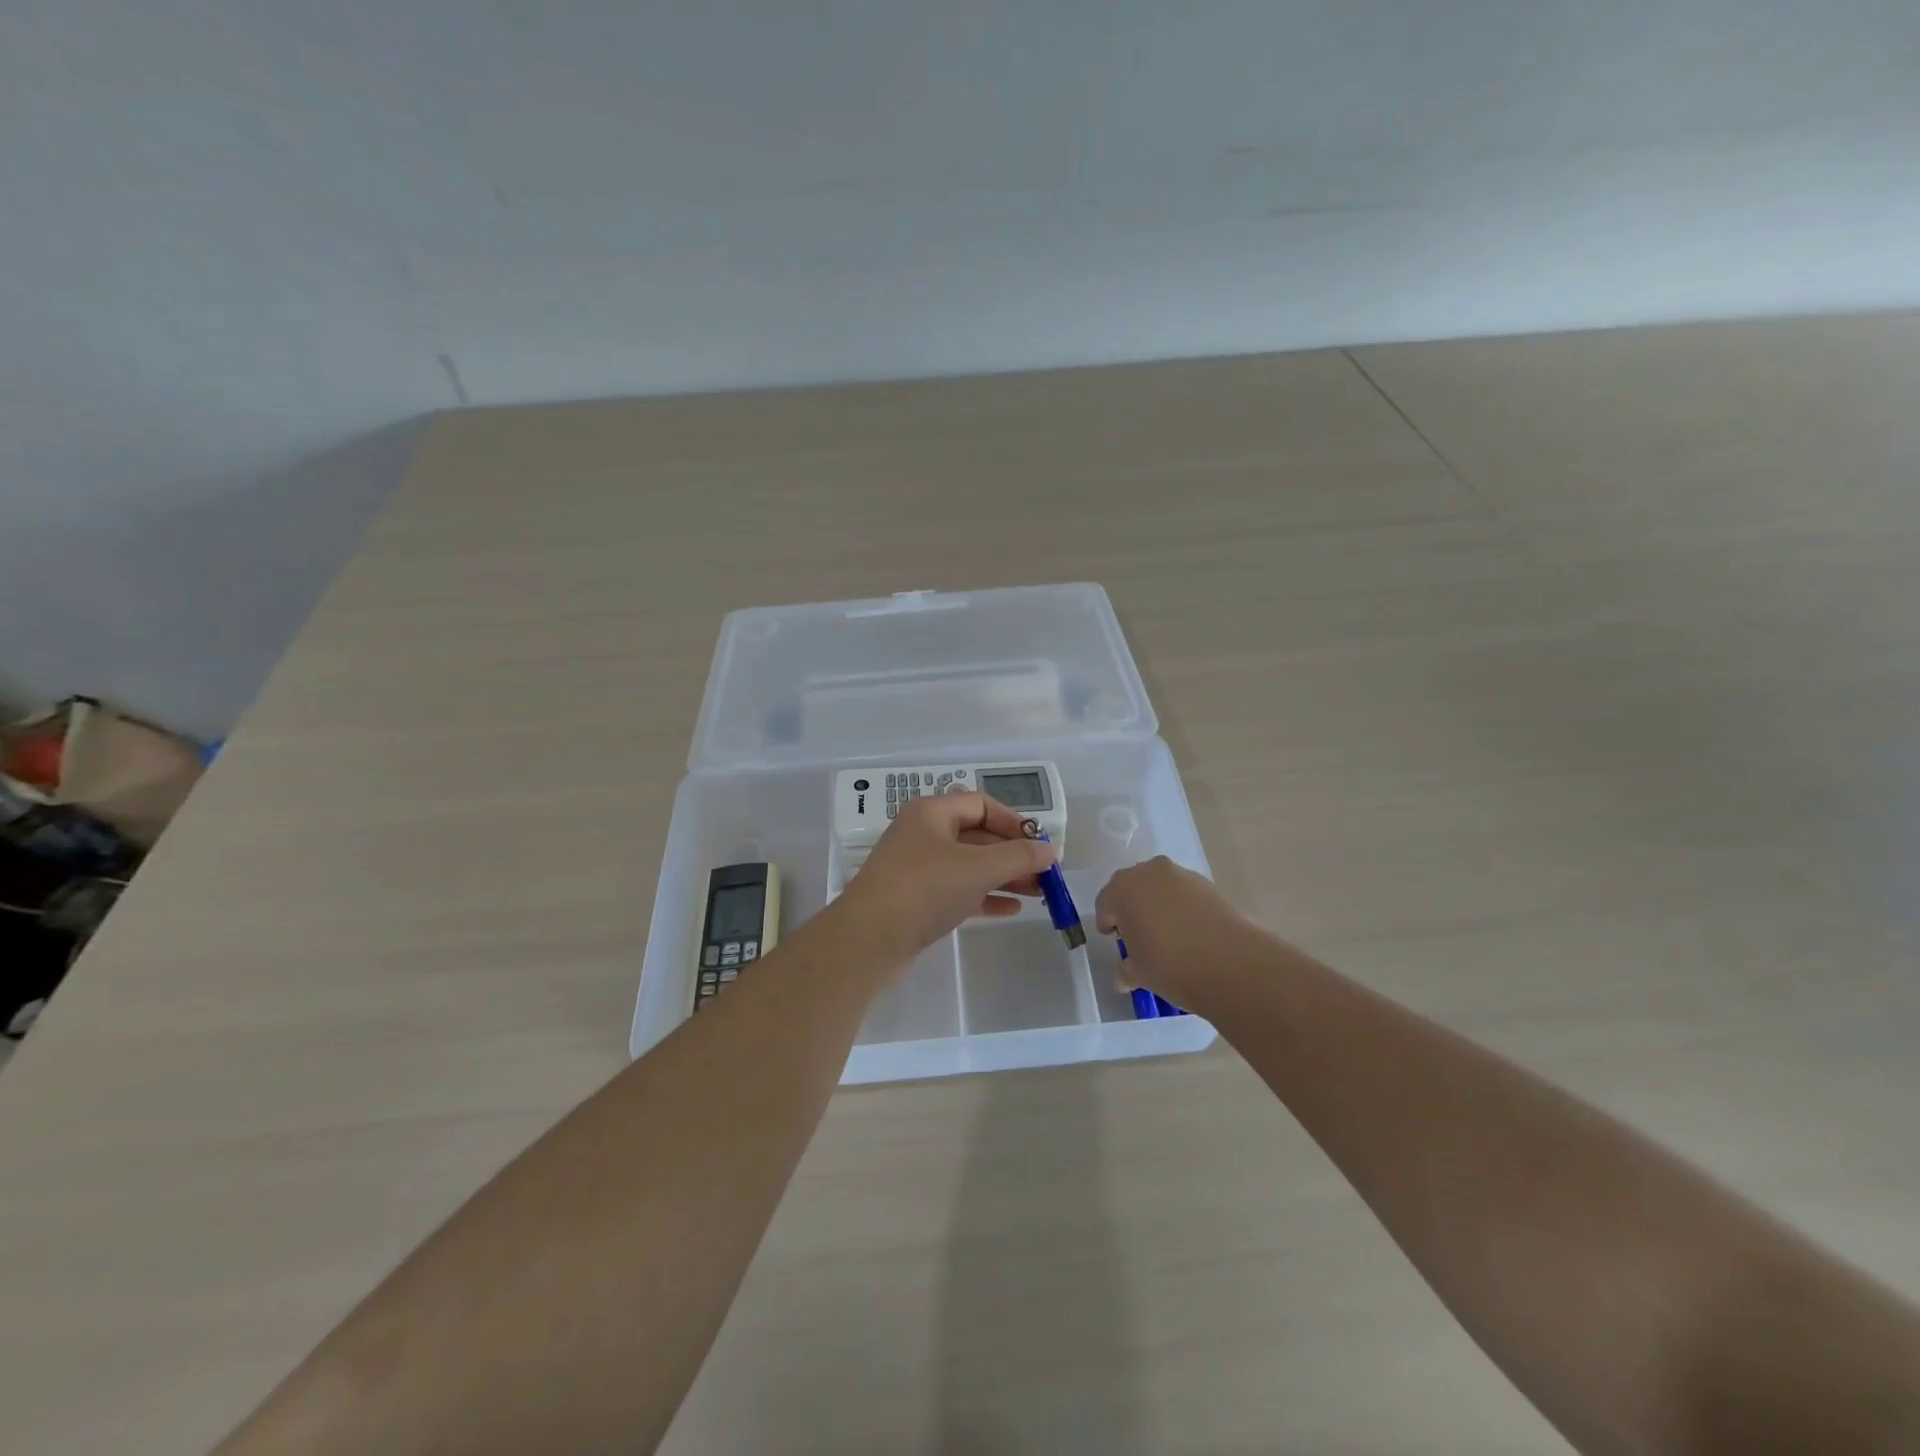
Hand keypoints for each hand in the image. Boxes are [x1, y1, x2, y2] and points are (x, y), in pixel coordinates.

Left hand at [841, 793, 1056, 959]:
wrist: (868, 939)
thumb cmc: (925, 889)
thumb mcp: (978, 868)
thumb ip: (1019, 856)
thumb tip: (1049, 849)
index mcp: (931, 812)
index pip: (981, 804)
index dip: (1014, 821)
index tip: (1040, 844)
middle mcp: (923, 834)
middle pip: (977, 836)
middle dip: (1013, 854)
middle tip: (1045, 874)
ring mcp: (917, 868)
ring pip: (969, 865)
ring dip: (1003, 876)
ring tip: (1038, 894)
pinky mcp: (916, 899)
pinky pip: (957, 890)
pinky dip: (984, 896)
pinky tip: (1010, 910)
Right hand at [1095, 856, 1268, 1005]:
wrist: (1232, 963)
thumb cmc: (1170, 965)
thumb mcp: (1139, 974)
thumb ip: (1126, 969)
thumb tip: (1125, 975)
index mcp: (1123, 889)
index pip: (1106, 902)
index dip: (1108, 922)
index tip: (1116, 940)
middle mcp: (1150, 873)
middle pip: (1133, 887)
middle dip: (1132, 907)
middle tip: (1139, 935)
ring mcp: (1183, 875)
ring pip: (1161, 887)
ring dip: (1159, 905)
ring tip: (1168, 936)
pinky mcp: (1210, 884)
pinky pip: (1186, 894)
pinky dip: (1183, 908)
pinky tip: (1192, 934)